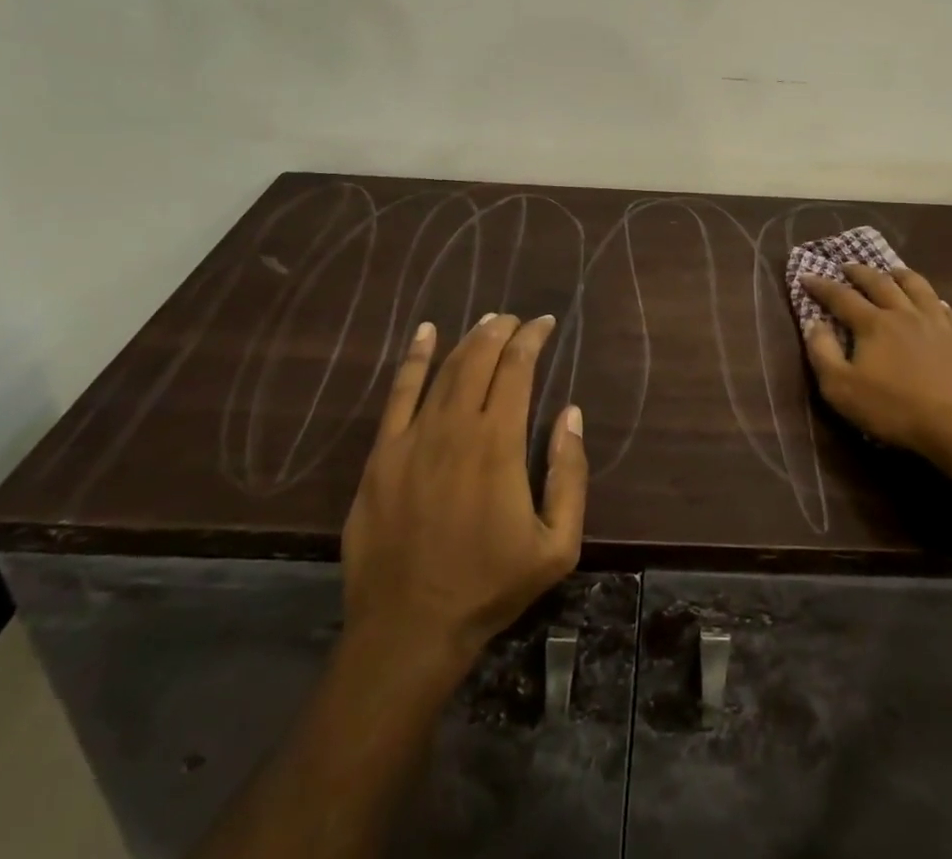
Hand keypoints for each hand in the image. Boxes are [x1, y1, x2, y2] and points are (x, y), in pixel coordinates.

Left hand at [341, 314, 586, 672]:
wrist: (409, 629)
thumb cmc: (490, 586)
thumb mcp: (557, 544)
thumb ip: (569, 474)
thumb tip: (570, 413)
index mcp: (498, 443)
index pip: (517, 369)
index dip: (532, 339)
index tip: (545, 323)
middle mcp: (455, 427)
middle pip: (479, 359)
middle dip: (502, 330)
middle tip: (517, 320)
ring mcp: (412, 438)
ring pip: (444, 370)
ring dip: (468, 339)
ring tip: (487, 323)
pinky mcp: (381, 455)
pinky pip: (398, 394)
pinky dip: (414, 358)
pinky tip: (425, 333)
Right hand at [799, 264, 951, 474]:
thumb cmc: (896, 409)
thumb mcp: (842, 389)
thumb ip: (823, 353)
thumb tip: (813, 323)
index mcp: (873, 324)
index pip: (841, 296)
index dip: (821, 285)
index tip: (806, 276)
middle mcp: (903, 312)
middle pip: (878, 282)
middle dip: (859, 272)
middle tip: (846, 266)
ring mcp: (935, 321)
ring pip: (915, 286)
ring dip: (898, 274)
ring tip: (890, 271)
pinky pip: (943, 305)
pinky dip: (931, 297)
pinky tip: (931, 302)